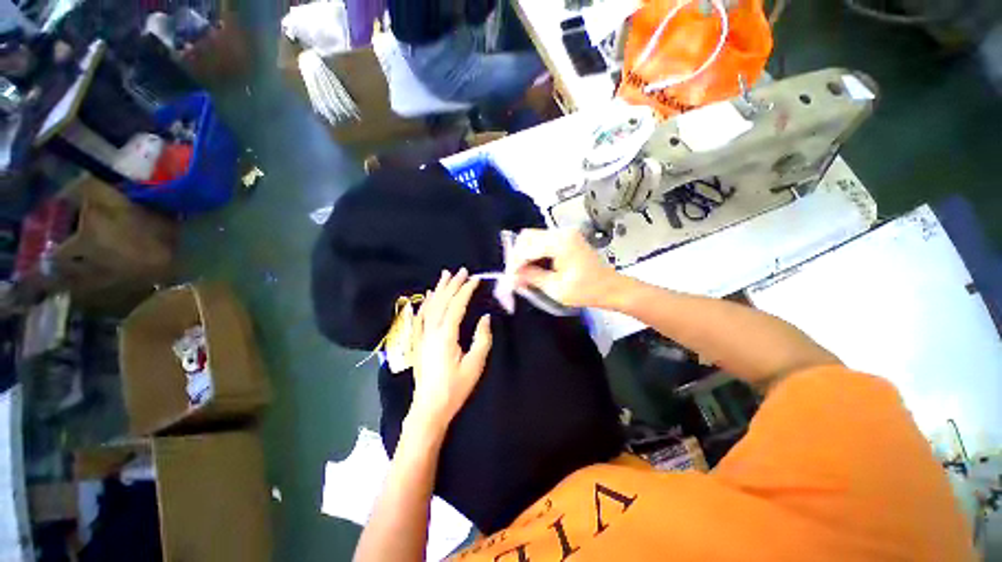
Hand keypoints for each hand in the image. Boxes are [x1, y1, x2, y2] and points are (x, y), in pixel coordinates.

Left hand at [410, 269, 492, 427]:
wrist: (430, 406)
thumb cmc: (455, 388)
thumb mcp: (475, 366)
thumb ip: (481, 339)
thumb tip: (485, 318)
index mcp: (446, 335)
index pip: (456, 306)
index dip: (465, 291)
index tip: (475, 279)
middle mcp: (431, 331)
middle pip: (441, 302)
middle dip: (452, 285)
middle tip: (461, 271)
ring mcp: (421, 337)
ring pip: (429, 308)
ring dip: (438, 291)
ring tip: (444, 277)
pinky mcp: (417, 343)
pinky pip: (420, 318)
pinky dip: (425, 305)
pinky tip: (428, 299)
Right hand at [510, 229, 621, 308]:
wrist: (611, 288)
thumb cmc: (587, 290)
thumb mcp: (556, 288)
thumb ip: (532, 278)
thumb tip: (512, 276)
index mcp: (560, 242)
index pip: (527, 247)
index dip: (515, 262)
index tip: (509, 279)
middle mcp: (561, 232)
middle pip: (528, 237)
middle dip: (518, 256)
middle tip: (515, 276)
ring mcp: (565, 234)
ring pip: (534, 238)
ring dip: (526, 255)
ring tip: (524, 275)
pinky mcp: (567, 239)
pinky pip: (543, 242)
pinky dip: (536, 254)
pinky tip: (535, 269)